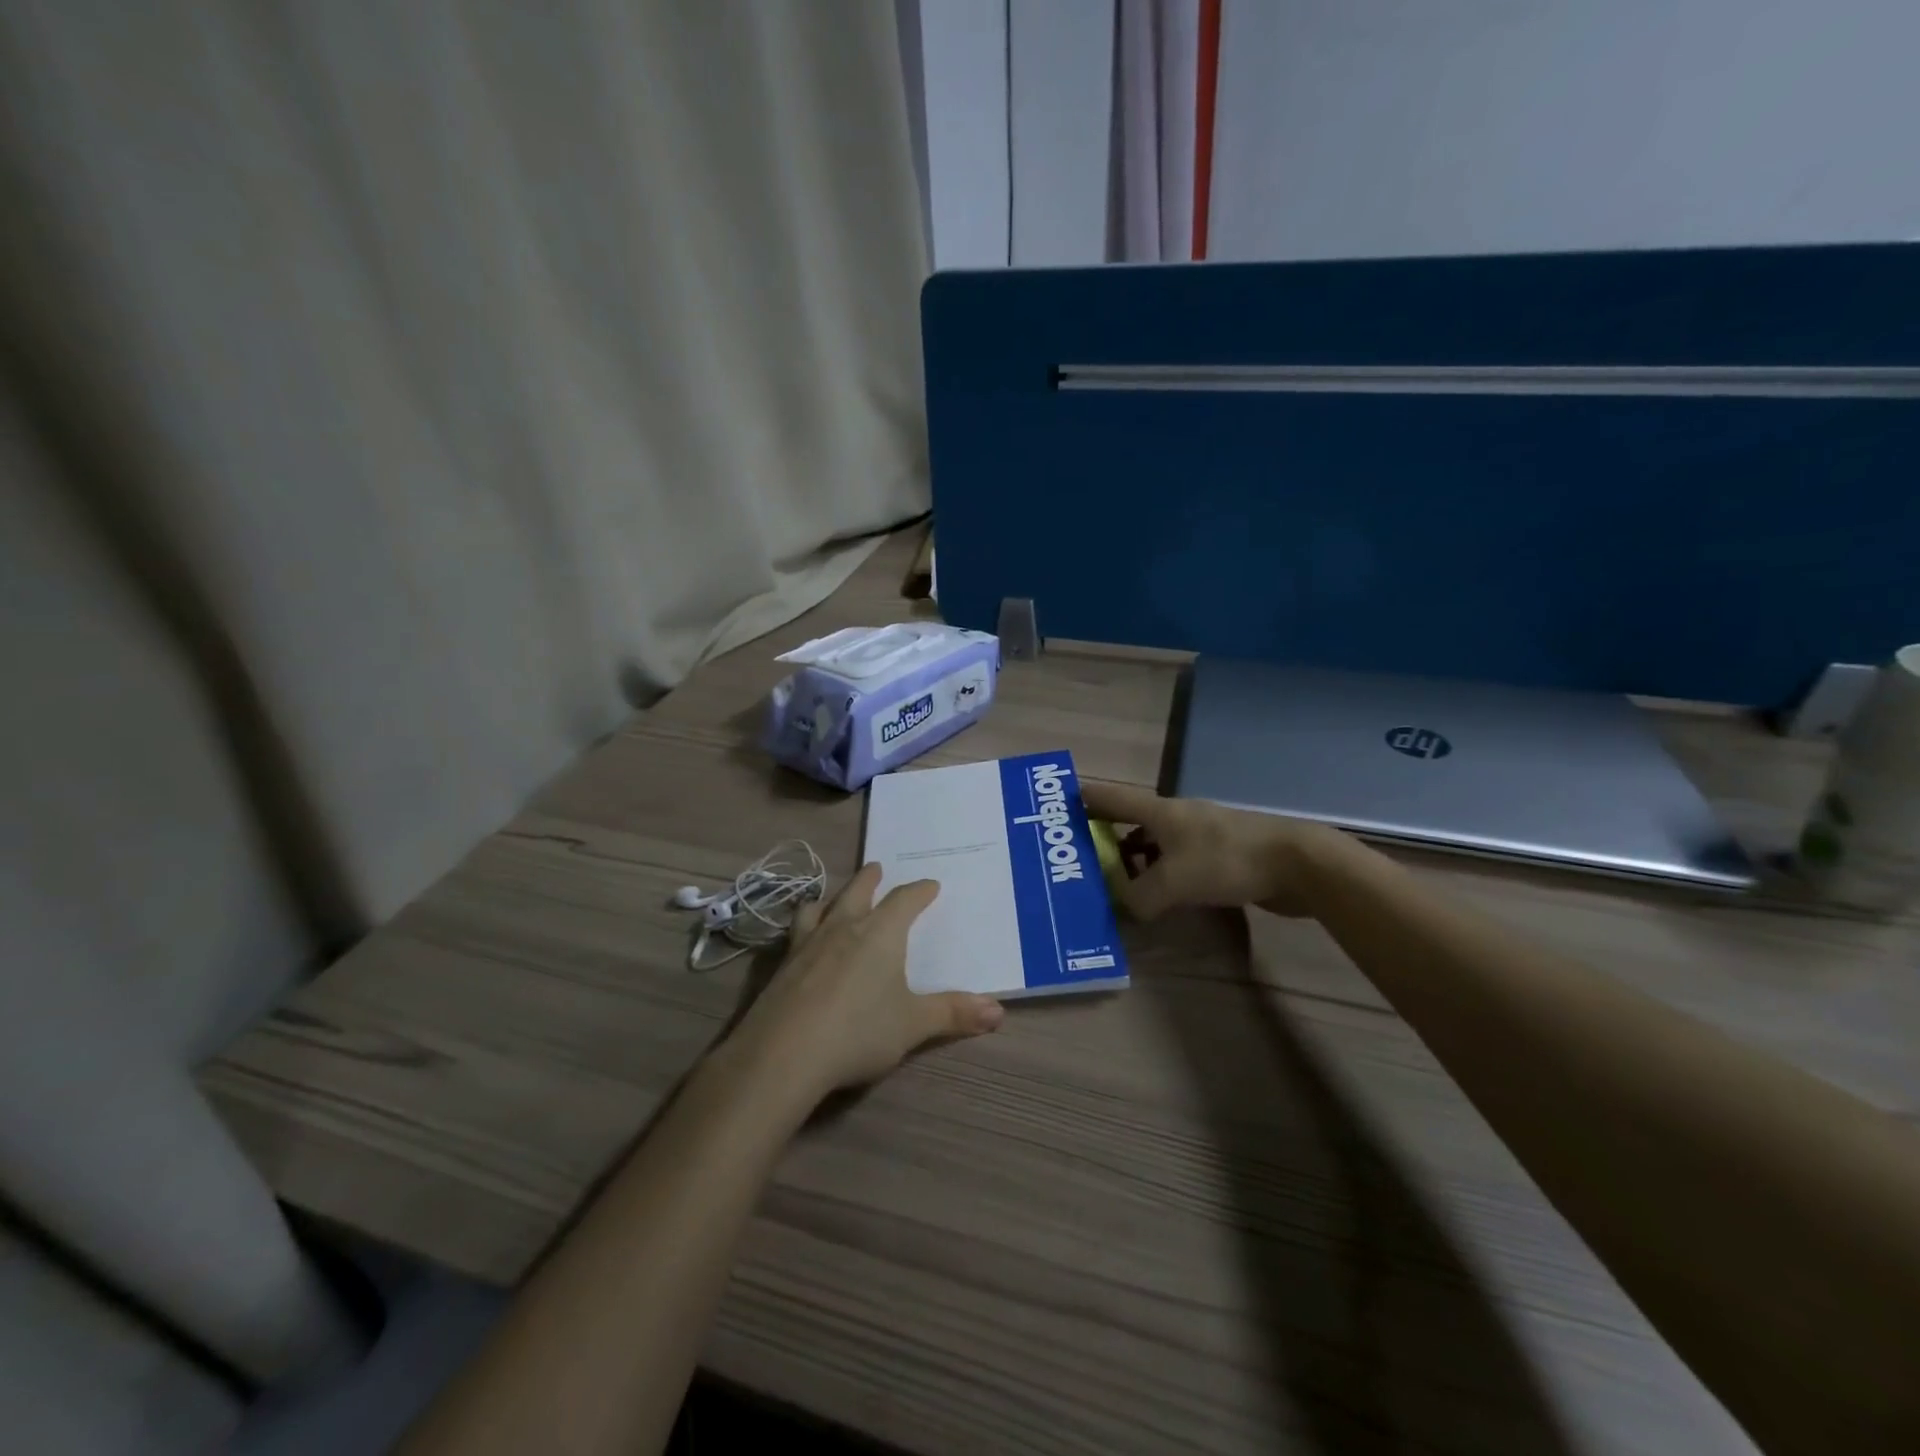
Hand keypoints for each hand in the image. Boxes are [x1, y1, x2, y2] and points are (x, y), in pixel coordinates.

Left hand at [731, 863, 1003, 1101]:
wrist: (783, 1054)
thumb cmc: (858, 1032)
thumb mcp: (913, 1025)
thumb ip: (953, 1014)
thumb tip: (998, 1010)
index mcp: (880, 933)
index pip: (905, 900)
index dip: (920, 891)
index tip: (930, 885)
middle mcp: (843, 927)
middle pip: (858, 891)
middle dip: (871, 879)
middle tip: (877, 868)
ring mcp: (807, 943)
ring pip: (820, 906)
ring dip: (832, 897)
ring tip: (833, 897)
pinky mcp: (780, 965)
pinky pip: (795, 931)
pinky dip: (804, 924)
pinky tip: (800, 940)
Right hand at [1080, 781, 1354, 919]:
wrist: (1296, 863)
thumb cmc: (1227, 860)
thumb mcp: (1173, 881)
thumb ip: (1140, 896)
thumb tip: (1125, 906)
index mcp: (1160, 812)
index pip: (1112, 798)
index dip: (1085, 799)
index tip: (1058, 803)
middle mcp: (1176, 818)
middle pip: (1131, 823)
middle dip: (1105, 838)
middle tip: (1081, 858)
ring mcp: (1200, 836)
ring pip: (1155, 846)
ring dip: (1134, 862)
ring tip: (1114, 884)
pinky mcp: (1219, 857)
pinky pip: (1177, 864)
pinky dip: (1160, 876)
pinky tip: (1157, 897)